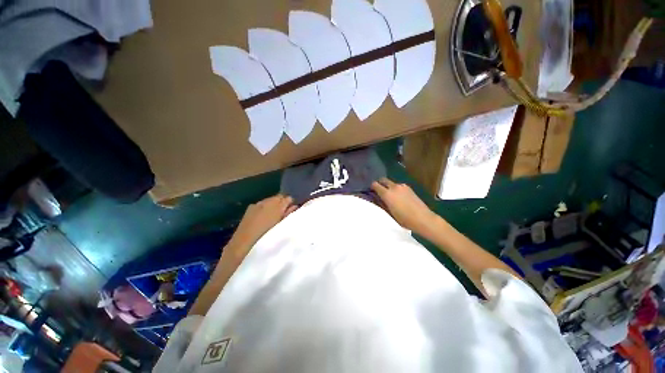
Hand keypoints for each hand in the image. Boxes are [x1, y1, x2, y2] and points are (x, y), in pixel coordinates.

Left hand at [227, 195, 296, 257]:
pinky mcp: (250, 208)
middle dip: (282, 202)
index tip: (291, 209)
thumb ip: (289, 214)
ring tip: (273, 215)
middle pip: (279, 197)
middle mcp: (268, 201)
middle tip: (284, 212)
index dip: (290, 203)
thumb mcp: (282, 226)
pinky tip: (263, 217)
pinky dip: (265, 207)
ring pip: (270, 200)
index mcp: (278, 206)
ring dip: (273, 205)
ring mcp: (257, 204)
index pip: (288, 198)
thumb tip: (294, 206)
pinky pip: (261, 204)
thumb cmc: (267, 237)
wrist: (243, 244)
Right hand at [371, 178, 436, 234]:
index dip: (372, 187)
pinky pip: (398, 186)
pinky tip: (399, 197)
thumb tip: (376, 198)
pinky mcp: (409, 188)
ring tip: (390, 195)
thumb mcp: (389, 213)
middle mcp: (394, 187)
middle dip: (380, 184)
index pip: (375, 184)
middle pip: (383, 180)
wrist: (423, 219)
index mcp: (387, 193)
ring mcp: (402, 186)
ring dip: (388, 186)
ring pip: (391, 183)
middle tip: (379, 191)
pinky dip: (396, 189)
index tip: (371, 191)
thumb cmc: (404, 219)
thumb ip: (381, 203)